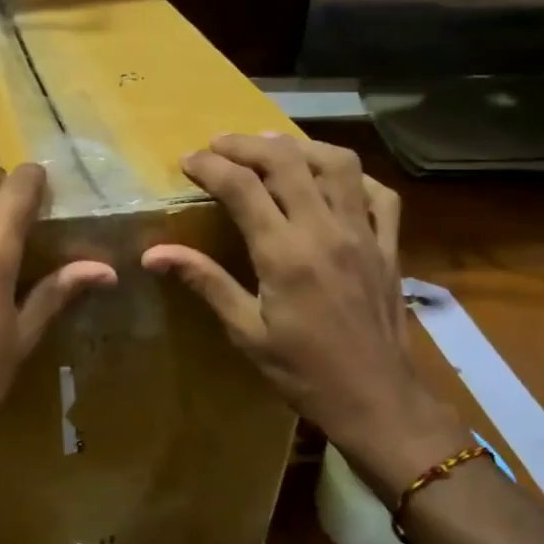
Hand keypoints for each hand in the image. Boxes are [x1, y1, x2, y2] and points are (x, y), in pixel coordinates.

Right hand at [142, 134, 463, 500]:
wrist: (376, 399)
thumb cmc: (303, 372)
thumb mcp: (246, 332)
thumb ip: (205, 282)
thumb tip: (153, 253)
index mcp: (284, 253)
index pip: (241, 186)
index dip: (210, 166)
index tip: (187, 161)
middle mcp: (325, 230)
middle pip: (286, 160)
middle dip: (246, 144)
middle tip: (219, 146)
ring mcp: (364, 233)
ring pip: (337, 163)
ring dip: (300, 147)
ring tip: (271, 149)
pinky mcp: (389, 245)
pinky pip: (379, 193)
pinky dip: (352, 177)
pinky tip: (331, 181)